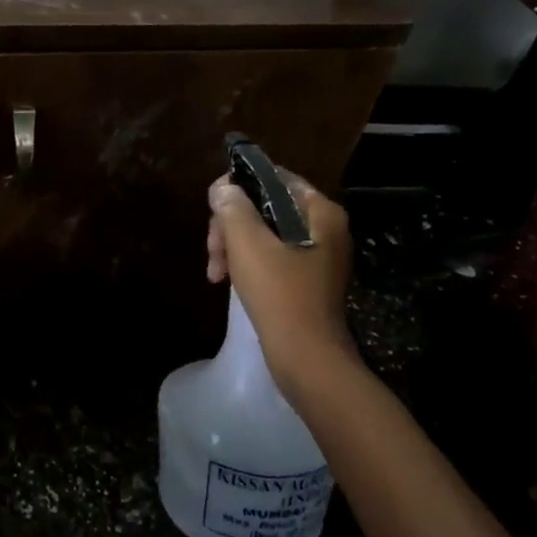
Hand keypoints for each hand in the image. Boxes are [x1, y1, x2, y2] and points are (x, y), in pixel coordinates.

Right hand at [205, 167, 359, 400]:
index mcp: (320, 211)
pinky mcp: (306, 281)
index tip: (212, 204)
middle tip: (212, 248)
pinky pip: (270, 257)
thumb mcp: (247, 242)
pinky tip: (224, 280)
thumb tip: (223, 188)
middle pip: (265, 207)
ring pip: (263, 234)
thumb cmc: (279, 293)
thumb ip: (232, 206)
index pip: (274, 177)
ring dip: (232, 246)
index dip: (238, 185)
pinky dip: (246, 263)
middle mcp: (324, 228)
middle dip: (231, 224)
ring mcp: (317, 256)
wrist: (307, 358)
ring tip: (214, 271)